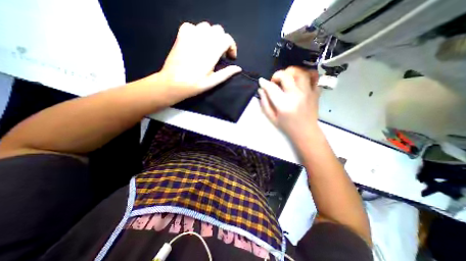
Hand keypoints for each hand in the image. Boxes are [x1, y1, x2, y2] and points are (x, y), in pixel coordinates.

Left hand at [157, 22, 241, 100]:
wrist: (173, 83)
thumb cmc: (194, 85)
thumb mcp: (213, 82)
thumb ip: (226, 73)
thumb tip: (238, 68)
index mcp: (211, 52)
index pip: (227, 39)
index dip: (232, 47)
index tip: (230, 57)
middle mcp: (202, 39)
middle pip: (218, 30)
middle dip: (223, 41)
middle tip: (221, 54)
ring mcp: (190, 35)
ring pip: (206, 26)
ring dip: (211, 36)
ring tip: (210, 49)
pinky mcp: (181, 35)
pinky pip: (193, 26)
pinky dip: (198, 33)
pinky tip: (197, 44)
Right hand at [259, 66, 320, 141]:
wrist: (305, 131)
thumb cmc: (287, 126)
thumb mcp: (272, 117)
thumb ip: (265, 103)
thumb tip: (261, 90)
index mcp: (283, 104)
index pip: (272, 88)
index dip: (264, 83)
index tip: (262, 82)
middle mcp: (296, 95)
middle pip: (286, 75)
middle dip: (276, 75)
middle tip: (275, 82)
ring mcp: (308, 92)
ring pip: (300, 72)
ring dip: (291, 72)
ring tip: (287, 79)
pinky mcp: (316, 92)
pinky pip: (314, 76)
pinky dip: (307, 74)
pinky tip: (300, 79)